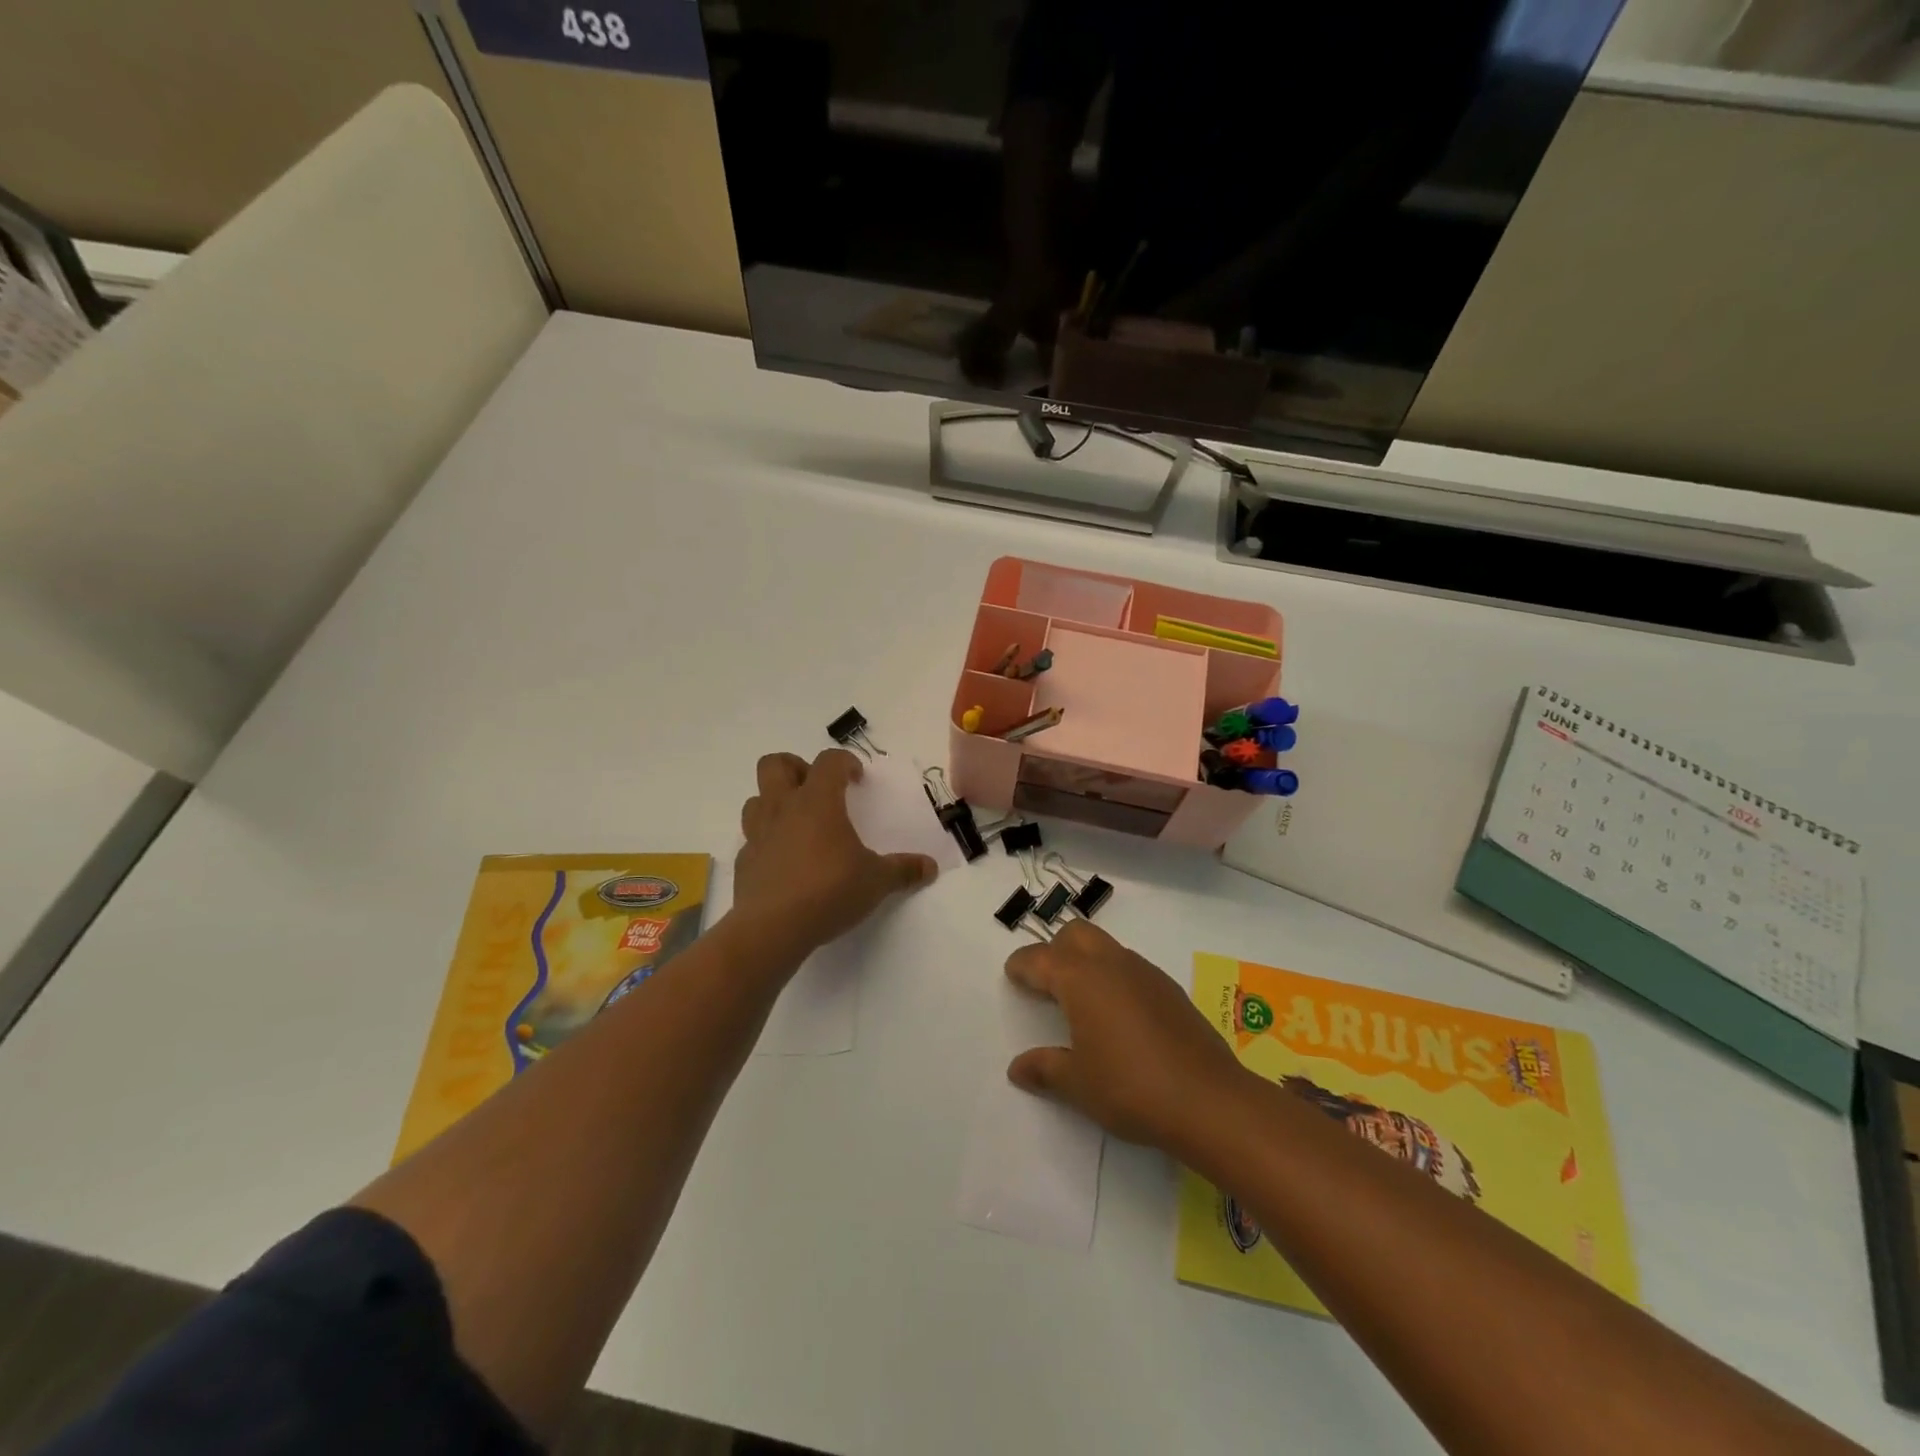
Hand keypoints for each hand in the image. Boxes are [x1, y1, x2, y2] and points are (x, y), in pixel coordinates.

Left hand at [733, 750, 937, 956]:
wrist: (772, 929)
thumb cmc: (829, 891)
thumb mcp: (876, 881)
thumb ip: (903, 870)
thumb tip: (930, 867)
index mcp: (817, 801)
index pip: (828, 762)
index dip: (845, 762)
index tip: (857, 779)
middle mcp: (782, 808)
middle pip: (774, 765)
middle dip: (795, 768)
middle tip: (817, 790)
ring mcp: (757, 834)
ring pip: (756, 799)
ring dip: (775, 802)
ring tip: (798, 823)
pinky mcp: (744, 862)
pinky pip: (752, 839)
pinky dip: (767, 841)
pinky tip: (785, 862)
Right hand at [1004, 920, 1248, 1153]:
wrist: (1209, 1100)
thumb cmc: (1130, 1088)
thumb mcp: (1077, 1084)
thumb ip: (1045, 1069)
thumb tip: (1018, 1068)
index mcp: (1081, 978)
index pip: (1040, 959)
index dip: (1022, 965)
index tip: (1013, 974)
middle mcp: (1112, 964)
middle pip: (1076, 934)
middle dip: (1056, 950)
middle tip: (1046, 982)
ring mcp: (1145, 973)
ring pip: (1107, 947)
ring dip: (1088, 961)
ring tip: (1082, 999)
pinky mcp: (1170, 989)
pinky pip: (1131, 968)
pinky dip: (1115, 978)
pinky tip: (1119, 1015)